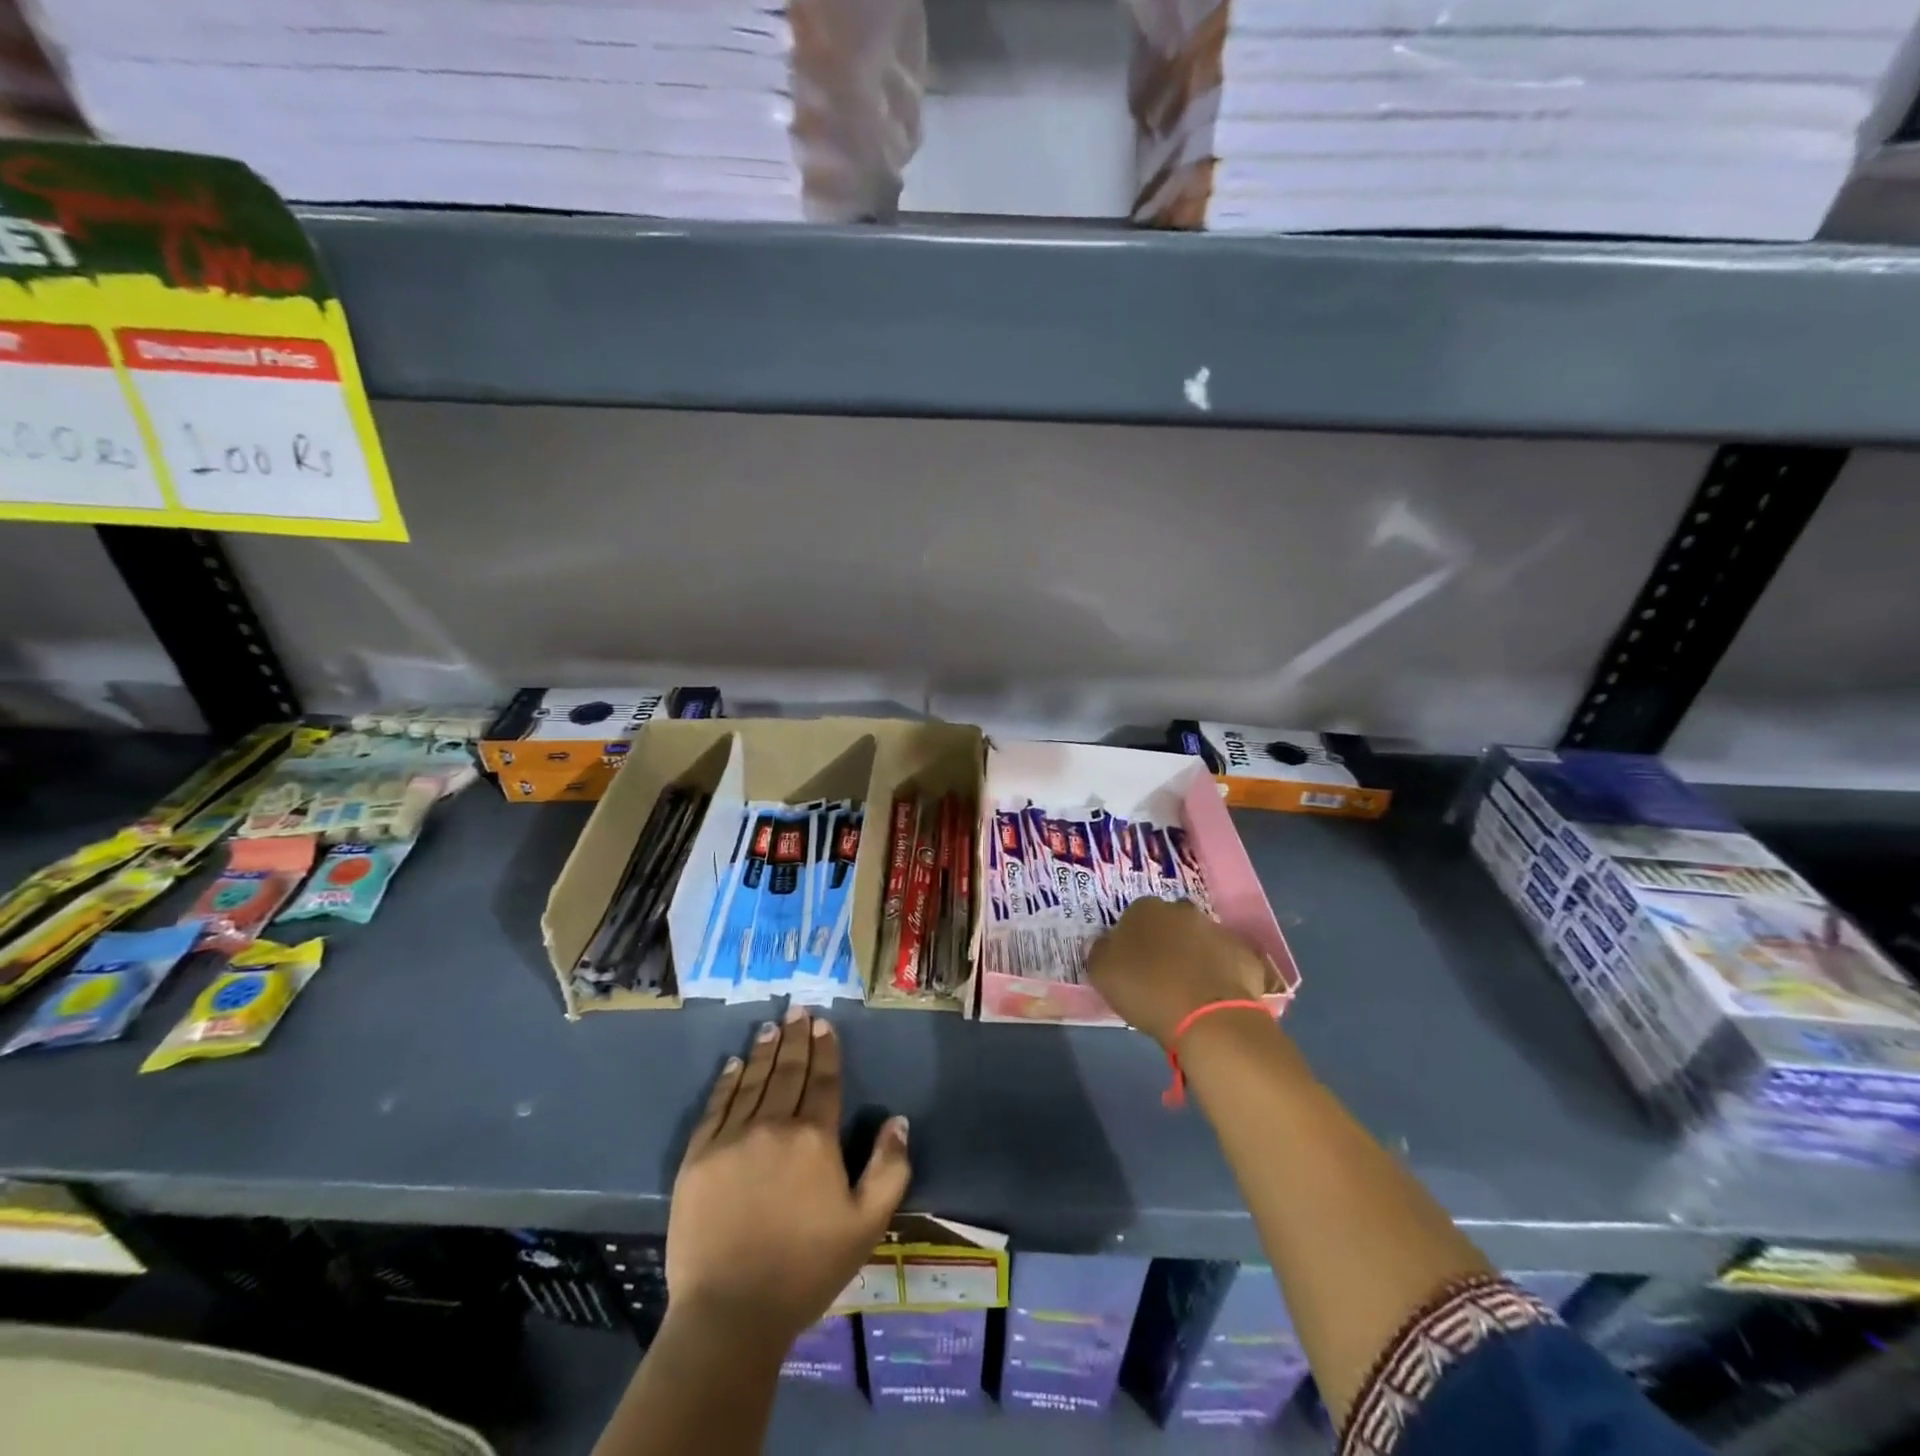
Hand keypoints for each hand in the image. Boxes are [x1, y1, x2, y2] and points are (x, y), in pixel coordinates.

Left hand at [667, 1008, 911, 1346]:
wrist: (730, 1313)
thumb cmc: (806, 1269)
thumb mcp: (866, 1225)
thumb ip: (889, 1169)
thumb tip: (898, 1120)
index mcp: (815, 1138)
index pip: (823, 1080)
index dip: (826, 1049)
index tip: (824, 1023)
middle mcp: (774, 1125)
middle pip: (788, 1071)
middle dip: (796, 1037)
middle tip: (798, 1009)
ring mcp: (732, 1138)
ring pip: (753, 1081)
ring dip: (765, 1050)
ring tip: (772, 1025)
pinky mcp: (698, 1157)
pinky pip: (716, 1107)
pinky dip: (727, 1082)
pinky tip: (734, 1064)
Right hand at [1086, 897, 1270, 1047]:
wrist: (1207, 1017)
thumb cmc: (1146, 990)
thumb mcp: (1101, 973)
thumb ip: (1101, 952)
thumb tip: (1107, 944)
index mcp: (1145, 909)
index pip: (1134, 917)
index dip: (1132, 941)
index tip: (1131, 965)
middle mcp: (1182, 911)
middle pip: (1170, 924)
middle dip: (1166, 943)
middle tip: (1160, 976)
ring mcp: (1218, 930)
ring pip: (1200, 941)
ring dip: (1195, 957)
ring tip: (1189, 991)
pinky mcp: (1246, 955)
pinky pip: (1228, 962)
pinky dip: (1221, 974)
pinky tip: (1214, 998)